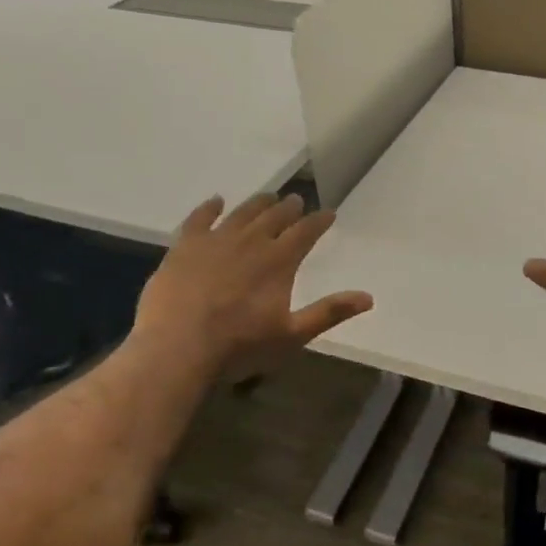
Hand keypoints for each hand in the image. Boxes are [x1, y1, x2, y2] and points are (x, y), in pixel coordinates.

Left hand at [132, 194, 372, 378]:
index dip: (319, 221)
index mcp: (279, 261)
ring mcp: (215, 241)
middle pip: (274, 216)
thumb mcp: (292, 335)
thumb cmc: (240, 346)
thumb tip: (368, 298)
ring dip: (258, 203)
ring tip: (268, 197)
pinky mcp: (184, 247)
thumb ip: (329, 312)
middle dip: (289, 207)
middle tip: (297, 200)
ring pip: (242, 213)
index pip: (305, 232)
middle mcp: (251, 241)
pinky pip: (199, 218)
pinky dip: (210, 207)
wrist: (177, 348)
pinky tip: (216, 201)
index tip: (328, 213)